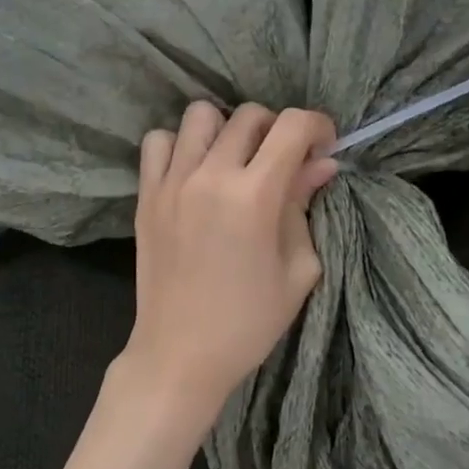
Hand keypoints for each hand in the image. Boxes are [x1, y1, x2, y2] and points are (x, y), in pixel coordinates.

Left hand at [122, 102, 338, 422]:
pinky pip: (158, 141)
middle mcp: (210, 176)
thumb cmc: (249, 321)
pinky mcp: (146, 195)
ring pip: (201, 115)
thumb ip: (305, 206)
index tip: (323, 146)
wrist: (180, 354)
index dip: (317, 126)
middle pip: (250, 115)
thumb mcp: (297, 269)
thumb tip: (321, 164)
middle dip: (277, 130)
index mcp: (255, 196)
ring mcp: (172, 182)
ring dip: (227, 129)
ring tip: (236, 161)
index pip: (292, 126)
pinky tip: (195, 170)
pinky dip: (180, 144)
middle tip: (283, 162)